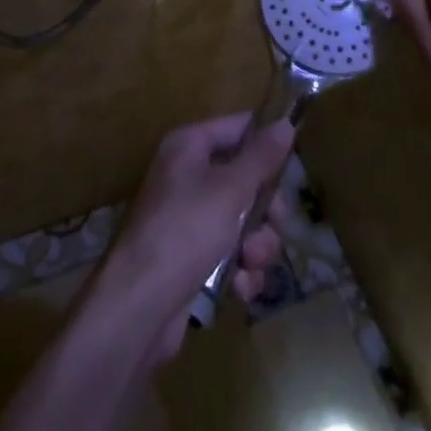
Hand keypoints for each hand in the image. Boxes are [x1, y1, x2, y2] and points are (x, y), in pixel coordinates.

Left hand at [94, 113, 293, 361]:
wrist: (138, 307)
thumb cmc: (185, 232)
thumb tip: (285, 123)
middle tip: (274, 225)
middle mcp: (187, 176)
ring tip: (251, 263)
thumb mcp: (230, 190)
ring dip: (256, 246)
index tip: (292, 167)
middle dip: (265, 209)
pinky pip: (230, 254)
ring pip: (243, 221)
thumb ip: (261, 158)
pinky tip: (240, 287)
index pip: (238, 128)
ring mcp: (188, 219)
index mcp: (189, 147)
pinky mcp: (191, 259)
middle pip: (245, 179)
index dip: (266, 144)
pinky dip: (240, 271)